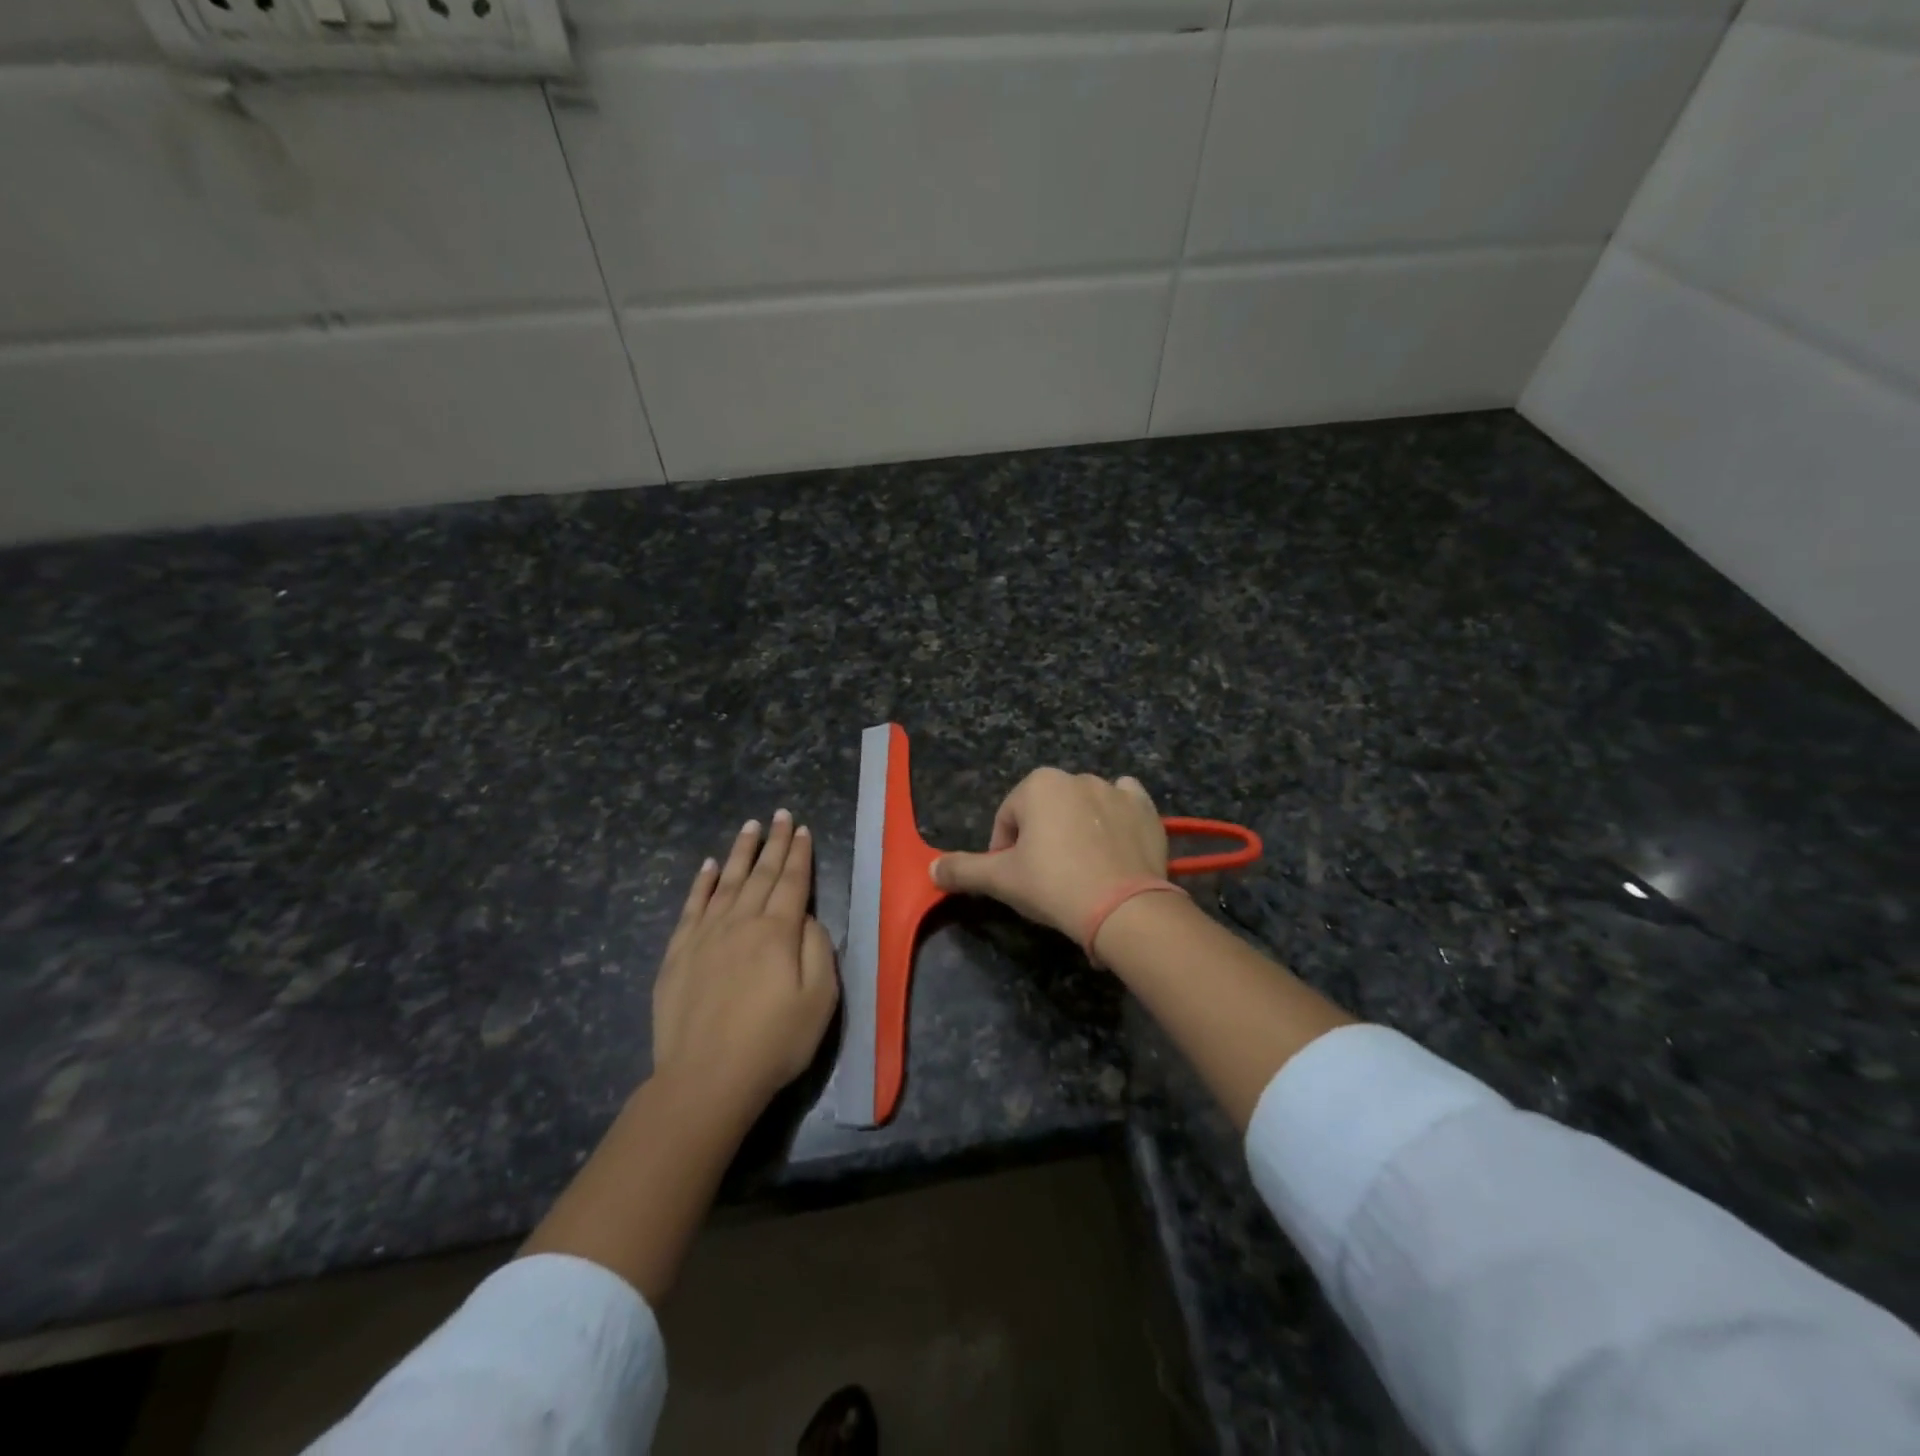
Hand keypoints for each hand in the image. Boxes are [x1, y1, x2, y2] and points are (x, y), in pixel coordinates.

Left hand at [653, 810, 839, 1118]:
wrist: (706, 1079)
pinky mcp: (678, 953)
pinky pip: (692, 906)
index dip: (799, 854)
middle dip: (774, 842)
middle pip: (761, 874)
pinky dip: (702, 883)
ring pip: (727, 882)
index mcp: (778, 931)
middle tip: (780, 815)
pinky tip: (709, 866)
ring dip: (740, 852)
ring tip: (750, 826)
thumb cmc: (774, 1042)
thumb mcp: (820, 999)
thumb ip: (818, 949)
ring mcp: (705, 935)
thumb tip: (806, 917)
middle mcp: (741, 922)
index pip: (792, 881)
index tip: (802, 828)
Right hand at [930, 769, 1168, 943]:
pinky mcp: (1146, 809)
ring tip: (1083, 870)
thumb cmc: (1053, 886)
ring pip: (1083, 808)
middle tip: (1049, 878)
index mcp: (1038, 784)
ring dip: (1077, 829)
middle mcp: (1077, 776)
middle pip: (1046, 812)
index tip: (1017, 881)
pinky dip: (1116, 819)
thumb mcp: (1001, 880)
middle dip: (1042, 839)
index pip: (1008, 820)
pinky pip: (1124, 805)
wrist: (1124, 908)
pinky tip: (1114, 847)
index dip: (1005, 852)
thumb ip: (963, 870)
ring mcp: (1116, 790)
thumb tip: (931, 868)